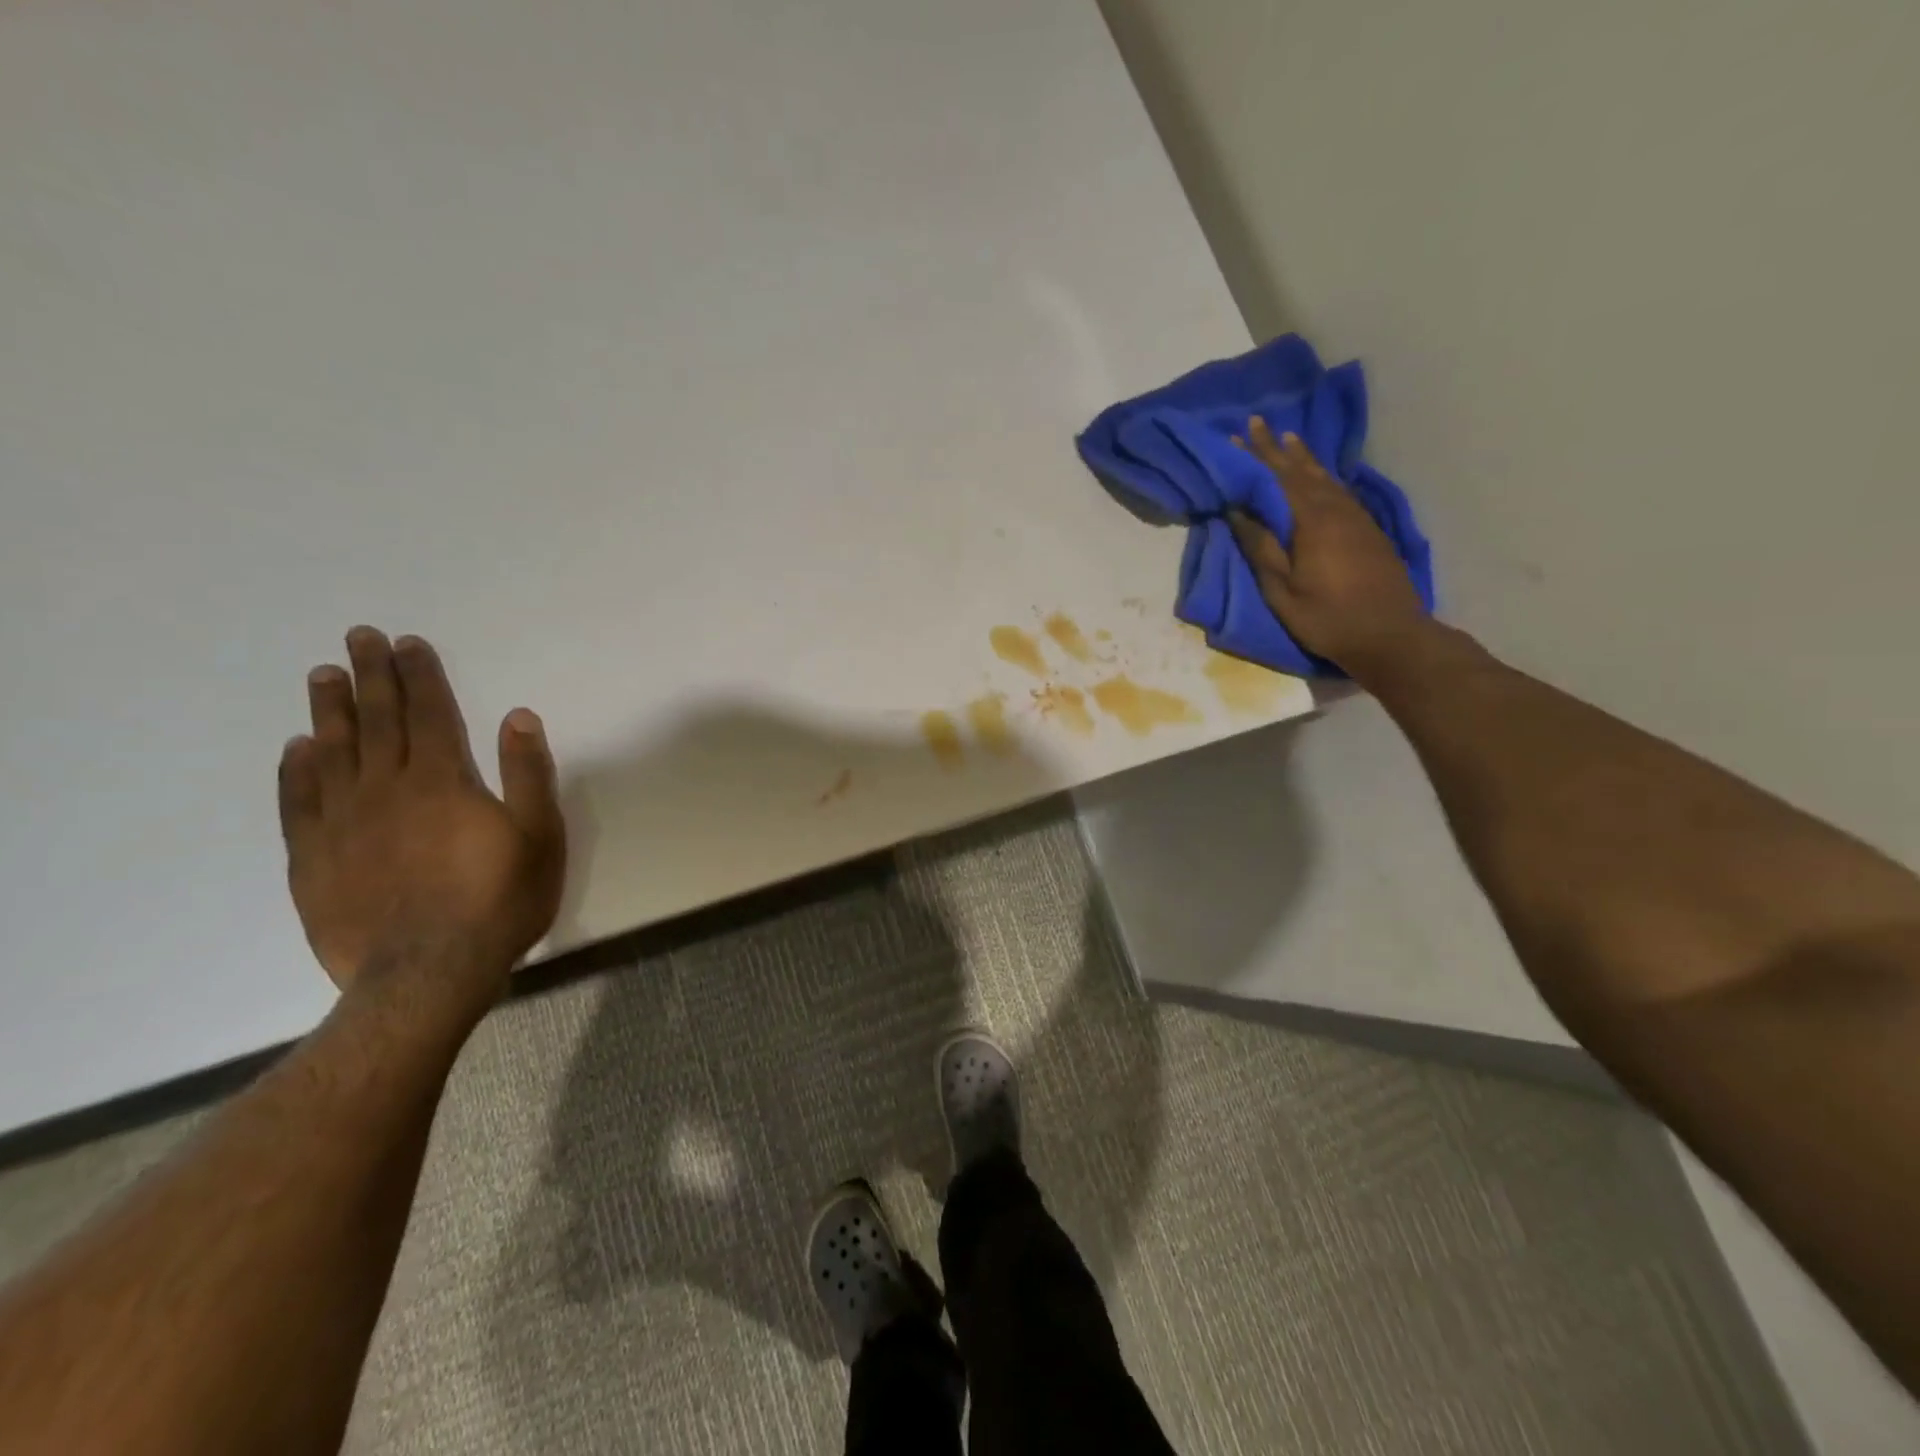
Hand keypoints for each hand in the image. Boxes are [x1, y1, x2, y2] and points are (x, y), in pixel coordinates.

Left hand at [277, 628, 566, 1006]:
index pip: (430, 714)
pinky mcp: (313, 858)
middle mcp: (386, 789)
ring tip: (323, 675)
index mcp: (443, 781)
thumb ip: (528, 774)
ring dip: (330, 710)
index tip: (407, 643)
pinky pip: (299, 802)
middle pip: (378, 721)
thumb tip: (519, 715)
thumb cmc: (498, 900)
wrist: (427, 973)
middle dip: (371, 676)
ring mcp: (343, 823)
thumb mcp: (540, 837)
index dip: (420, 675)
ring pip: (333, 752)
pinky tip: (297, 749)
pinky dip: (297, 771)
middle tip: (359, 637)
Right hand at [1228, 417, 1429, 673]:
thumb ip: (1261, 548)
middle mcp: (1336, 509)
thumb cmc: (1327, 618)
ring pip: (1325, 478)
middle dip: (1277, 448)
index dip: (1256, 458)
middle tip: (1258, 423)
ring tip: (1289, 438)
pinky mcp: (1368, 530)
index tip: (1238, 435)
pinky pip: (1339, 490)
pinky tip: (1320, 476)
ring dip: (1303, 458)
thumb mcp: (1282, 591)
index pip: (1277, 479)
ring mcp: (1356, 518)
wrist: (1390, 634)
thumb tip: (1238, 511)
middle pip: (1302, 471)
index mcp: (1311, 521)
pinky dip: (1323, 476)